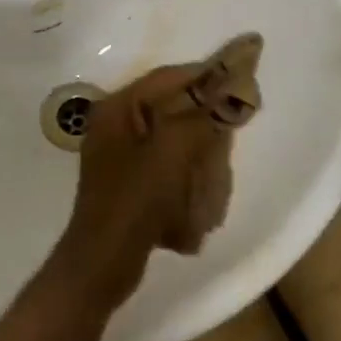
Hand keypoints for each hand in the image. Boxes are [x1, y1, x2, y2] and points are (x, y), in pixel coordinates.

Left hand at [51, 65, 224, 308]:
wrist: (101, 266)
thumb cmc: (134, 200)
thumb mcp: (172, 152)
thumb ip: (201, 116)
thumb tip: (231, 87)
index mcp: (118, 109)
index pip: (167, 78)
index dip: (204, 75)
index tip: (239, 77)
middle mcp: (115, 125)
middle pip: (170, 108)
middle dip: (202, 120)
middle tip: (231, 128)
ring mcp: (120, 157)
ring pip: (172, 140)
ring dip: (197, 153)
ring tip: (215, 169)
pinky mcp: (129, 185)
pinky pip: (166, 168)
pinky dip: (185, 177)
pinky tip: (197, 199)